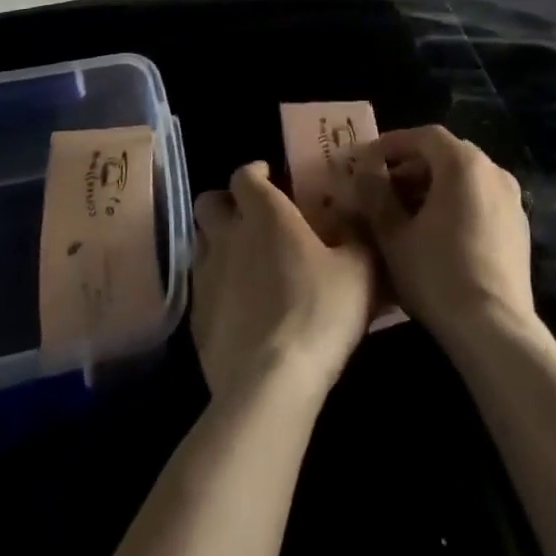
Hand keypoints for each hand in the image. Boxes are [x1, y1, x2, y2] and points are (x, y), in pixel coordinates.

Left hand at [191, 162, 377, 404]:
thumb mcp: (359, 269)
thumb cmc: (319, 312)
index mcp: (264, 213)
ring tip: (243, 261)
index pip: (244, 175)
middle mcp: (227, 235)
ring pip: (200, 243)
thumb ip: (356, 236)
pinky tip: (238, 307)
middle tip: (250, 217)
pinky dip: (216, 287)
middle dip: (226, 203)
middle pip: (209, 203)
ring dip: (217, 244)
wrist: (270, 383)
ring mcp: (206, 277)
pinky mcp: (196, 319)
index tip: (270, 177)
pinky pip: (201, 288)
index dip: (255, 172)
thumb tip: (354, 218)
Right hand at [352, 125, 534, 347]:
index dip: (393, 144)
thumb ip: (376, 195)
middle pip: (446, 155)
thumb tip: (365, 172)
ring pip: (465, 179)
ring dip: (433, 186)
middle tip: (382, 186)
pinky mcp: (519, 228)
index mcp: (463, 163)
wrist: (494, 330)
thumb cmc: (437, 274)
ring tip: (405, 212)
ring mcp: (511, 199)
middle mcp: (493, 171)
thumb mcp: (393, 235)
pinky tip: (436, 233)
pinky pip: (481, 201)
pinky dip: (456, 204)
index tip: (367, 159)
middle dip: (411, 166)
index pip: (424, 136)